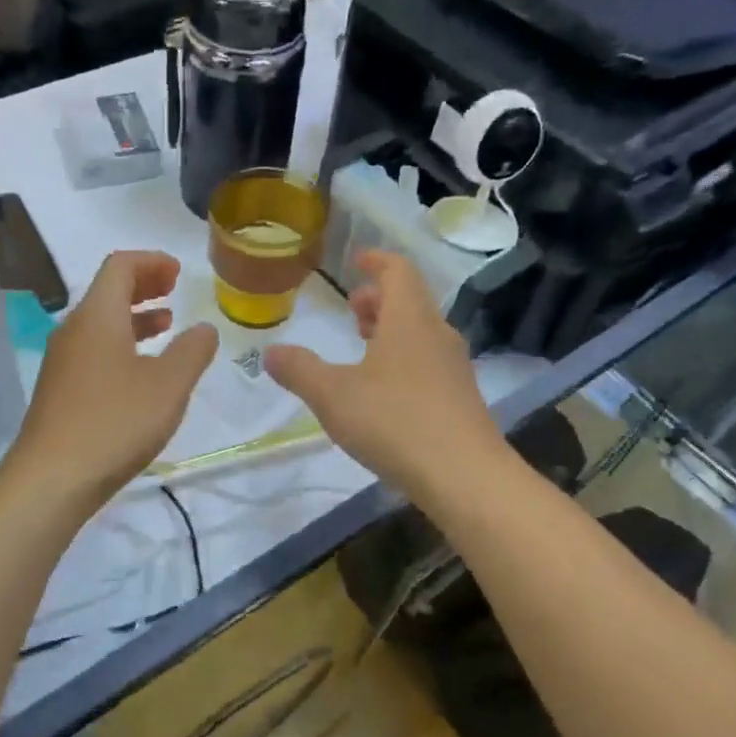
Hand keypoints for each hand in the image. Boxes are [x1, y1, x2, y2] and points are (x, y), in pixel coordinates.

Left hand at [3, 250, 217, 509]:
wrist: (52, 479)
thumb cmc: (115, 422)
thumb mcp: (168, 386)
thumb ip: (192, 351)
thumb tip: (204, 329)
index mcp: (98, 316)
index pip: (120, 266)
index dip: (151, 262)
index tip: (178, 273)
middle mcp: (74, 330)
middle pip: (107, 291)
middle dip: (143, 285)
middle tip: (173, 290)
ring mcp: (62, 362)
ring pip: (101, 323)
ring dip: (134, 317)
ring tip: (165, 326)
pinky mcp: (60, 390)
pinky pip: (94, 350)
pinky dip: (122, 344)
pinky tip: (141, 372)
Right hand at [263, 250, 503, 499]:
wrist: (464, 476)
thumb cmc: (395, 422)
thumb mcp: (334, 395)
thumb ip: (299, 370)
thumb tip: (271, 352)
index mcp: (409, 319)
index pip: (398, 270)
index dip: (376, 260)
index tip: (356, 261)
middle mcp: (437, 334)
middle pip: (411, 300)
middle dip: (379, 299)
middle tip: (351, 310)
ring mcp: (454, 367)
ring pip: (421, 332)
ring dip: (391, 330)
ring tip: (364, 346)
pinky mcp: (460, 397)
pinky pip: (429, 361)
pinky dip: (404, 358)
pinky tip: (384, 391)